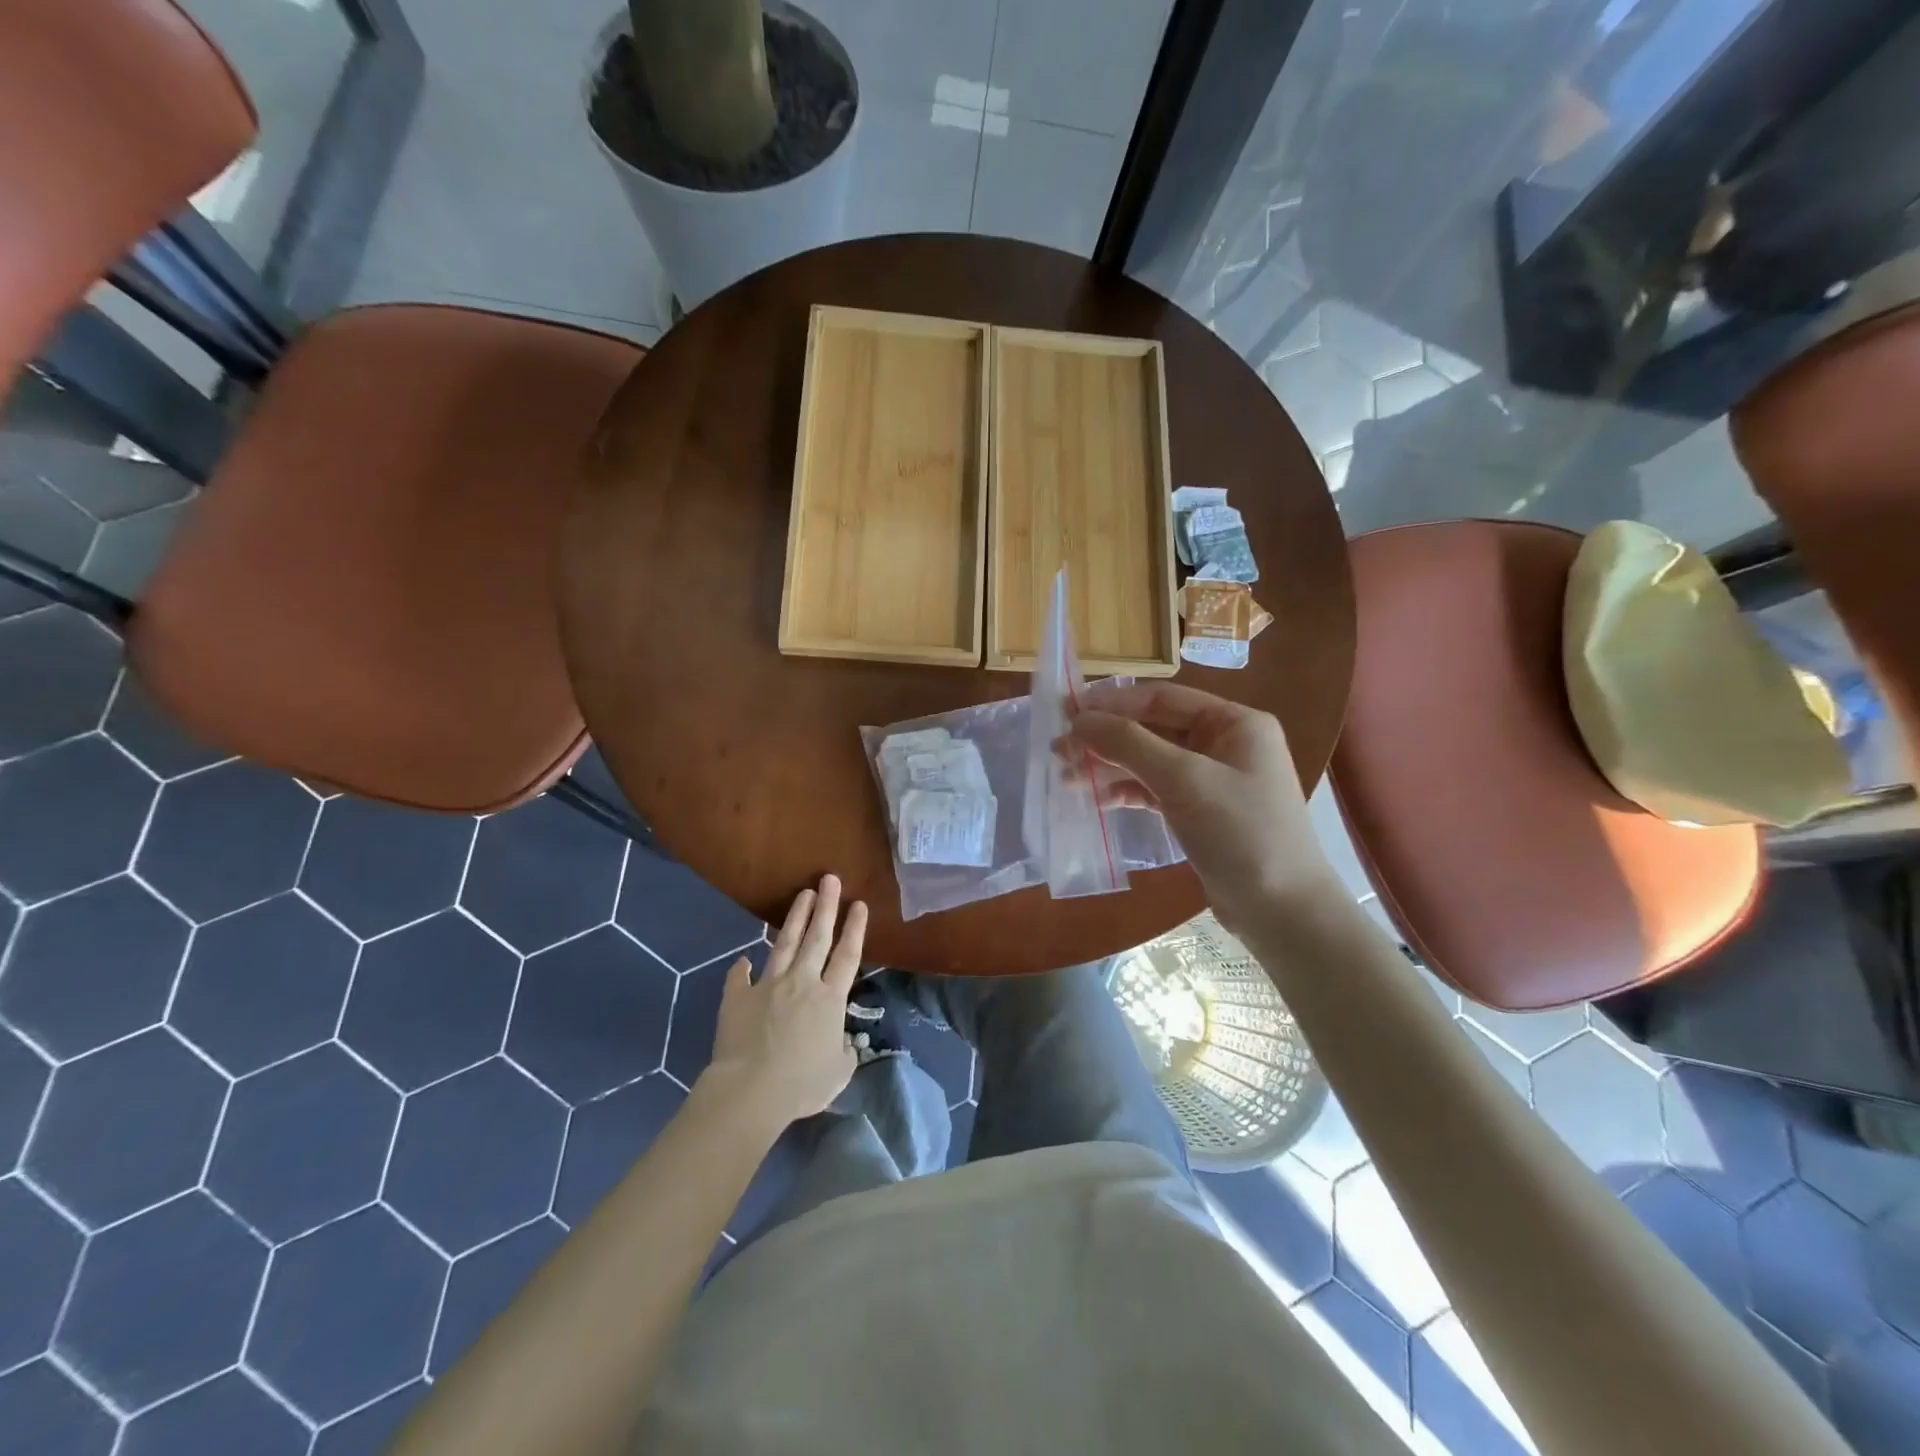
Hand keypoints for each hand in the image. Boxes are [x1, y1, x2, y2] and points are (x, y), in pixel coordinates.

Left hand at [700, 874, 865, 1126]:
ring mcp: (768, 986)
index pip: (847, 955)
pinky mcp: (739, 998)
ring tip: (803, 895)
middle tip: (829, 879)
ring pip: (785, 944)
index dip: (855, 928)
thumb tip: (845, 1043)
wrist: (751, 1090)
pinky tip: (742, 958)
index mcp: (830, 999)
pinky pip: (739, 979)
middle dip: (826, 906)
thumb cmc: (802, 1083)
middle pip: (817, 938)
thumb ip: (845, 1051)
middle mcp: (802, 983)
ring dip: (795, 918)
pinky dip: (741, 968)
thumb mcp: (838, 1072)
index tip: (859, 903)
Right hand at [1068, 683, 1336, 928]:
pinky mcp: (1199, 811)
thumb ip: (1130, 744)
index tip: (1067, 714)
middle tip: (1058, 751)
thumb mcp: (1185, 780)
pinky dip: (1126, 791)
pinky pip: (1155, 789)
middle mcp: (1224, 743)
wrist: (1282, 911)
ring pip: (1149, 760)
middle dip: (1106, 738)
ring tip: (1067, 777)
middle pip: (1152, 728)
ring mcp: (1212, 779)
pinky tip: (1097, 800)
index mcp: (1234, 722)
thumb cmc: (1241, 833)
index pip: (1161, 698)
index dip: (1112, 703)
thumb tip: (1079, 720)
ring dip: (1109, 765)